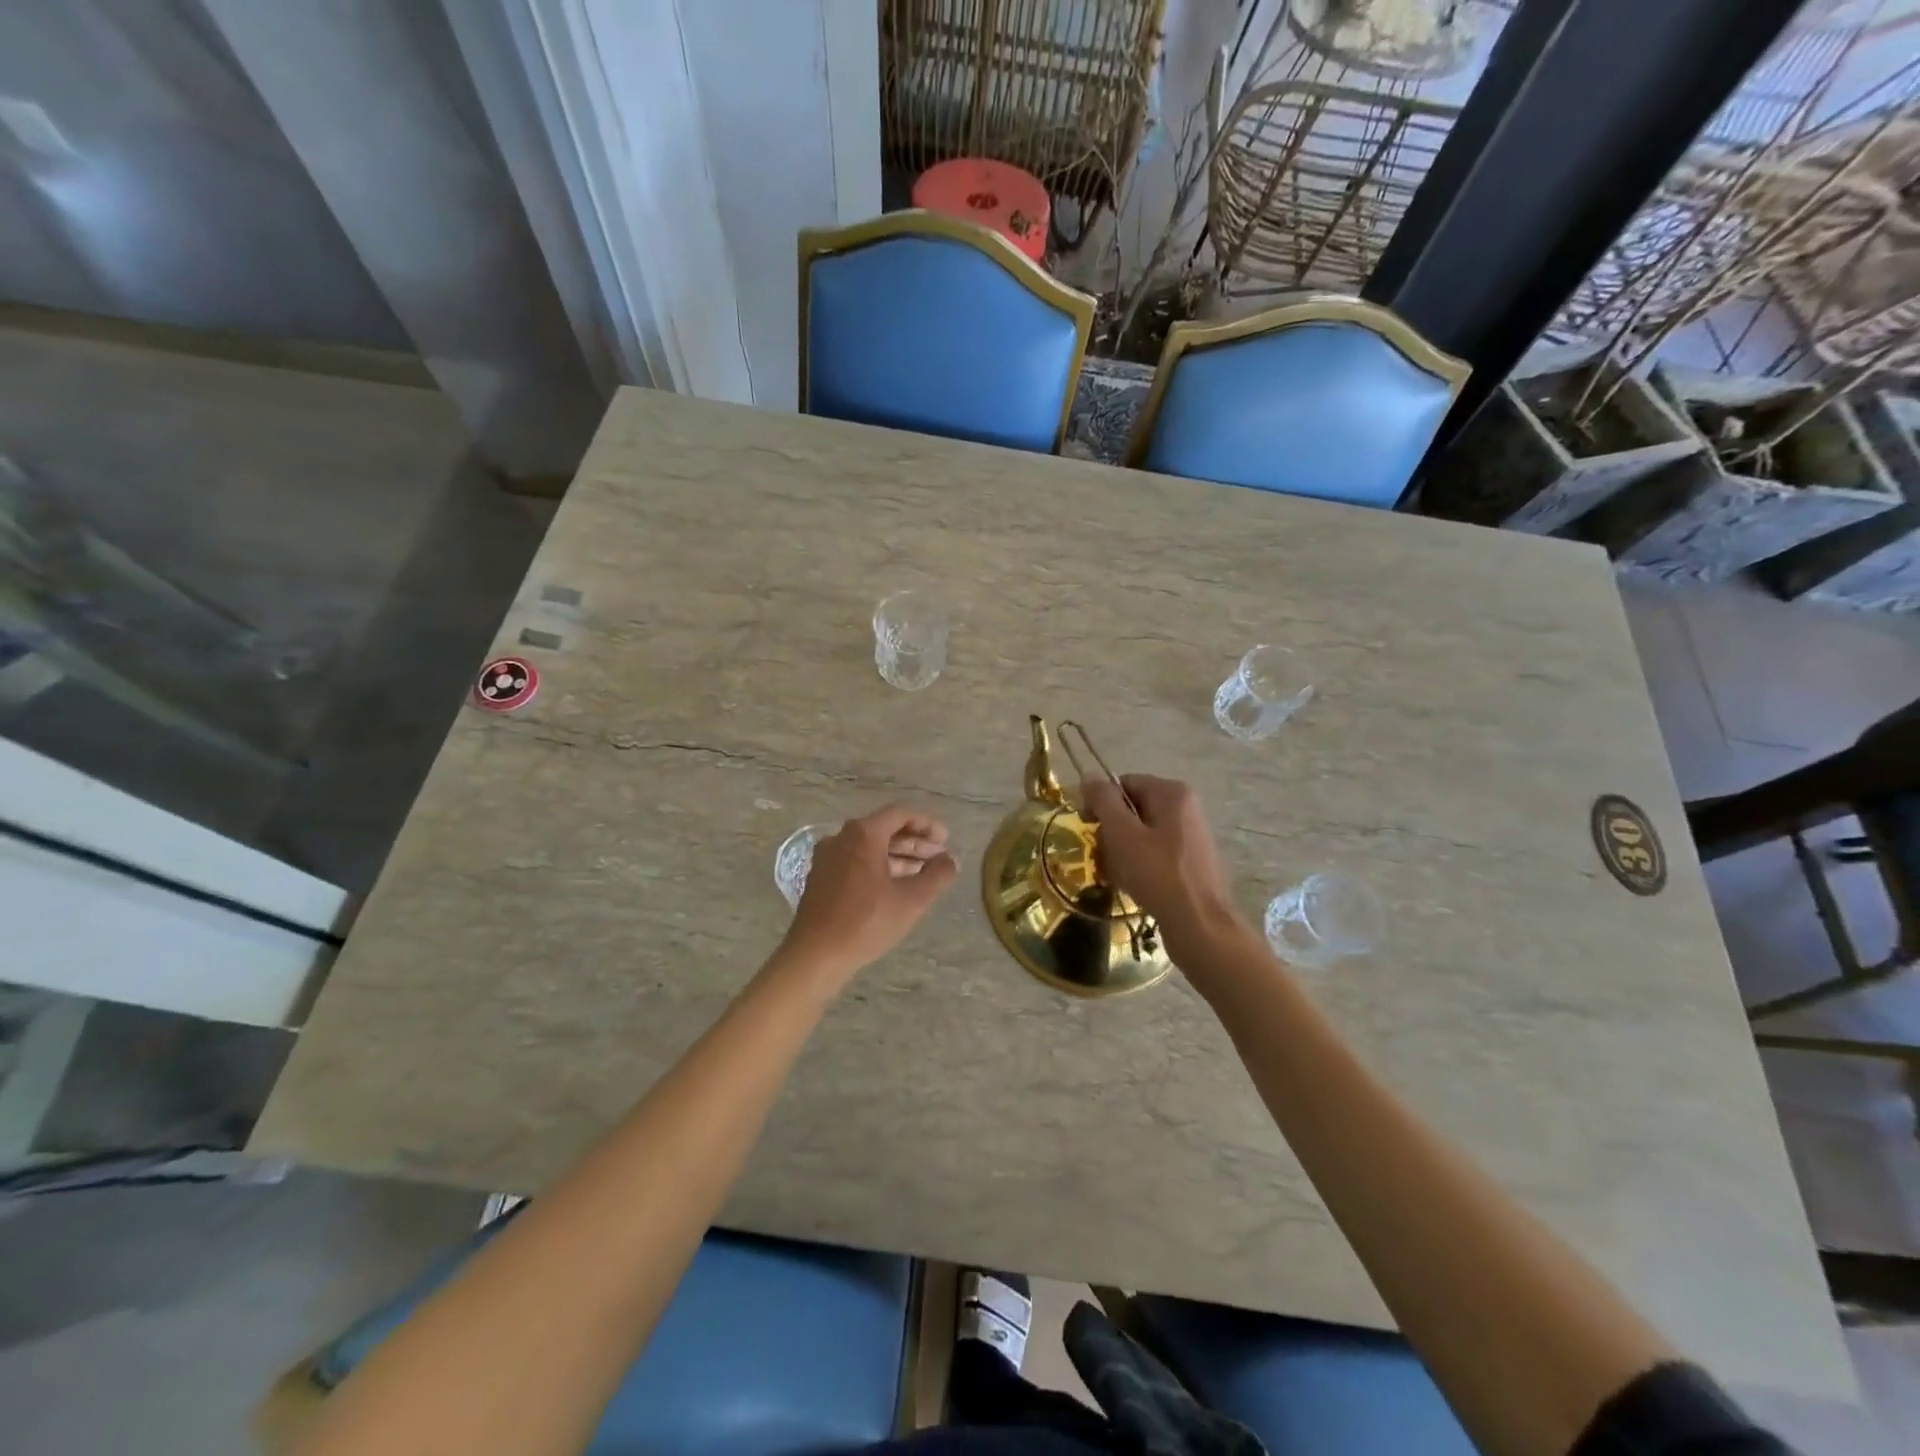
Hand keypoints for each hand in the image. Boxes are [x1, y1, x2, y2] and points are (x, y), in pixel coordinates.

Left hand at [777, 805, 957, 985]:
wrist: (815, 955)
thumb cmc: (866, 923)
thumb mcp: (911, 900)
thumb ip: (936, 875)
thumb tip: (951, 860)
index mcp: (862, 834)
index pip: (900, 814)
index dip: (926, 824)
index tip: (945, 841)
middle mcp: (841, 837)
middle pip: (884, 829)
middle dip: (914, 843)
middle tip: (939, 858)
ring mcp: (828, 857)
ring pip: (870, 847)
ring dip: (898, 856)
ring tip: (924, 873)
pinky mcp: (821, 876)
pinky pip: (856, 860)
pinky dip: (879, 866)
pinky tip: (896, 886)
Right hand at [1082, 775, 1240, 956]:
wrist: (1199, 924)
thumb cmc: (1157, 873)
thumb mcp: (1122, 833)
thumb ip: (1104, 800)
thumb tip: (1090, 775)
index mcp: (1172, 793)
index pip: (1124, 784)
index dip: (1101, 803)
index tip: (1087, 827)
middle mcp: (1185, 808)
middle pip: (1132, 810)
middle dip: (1111, 832)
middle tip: (1101, 856)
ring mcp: (1190, 836)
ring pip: (1141, 835)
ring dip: (1121, 852)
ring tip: (1114, 875)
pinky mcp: (1190, 862)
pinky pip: (1154, 855)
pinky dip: (1138, 866)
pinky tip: (1130, 885)